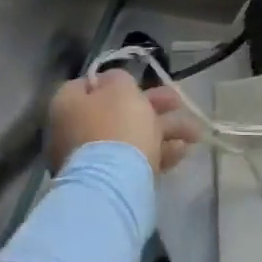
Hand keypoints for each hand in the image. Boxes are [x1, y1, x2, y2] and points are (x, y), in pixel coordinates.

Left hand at [46, 70, 197, 174]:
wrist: (113, 183)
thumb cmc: (116, 124)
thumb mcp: (121, 87)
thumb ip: (119, 78)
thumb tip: (114, 82)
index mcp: (68, 104)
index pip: (89, 84)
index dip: (117, 81)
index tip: (140, 82)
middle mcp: (73, 130)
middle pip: (116, 111)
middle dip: (154, 106)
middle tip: (179, 102)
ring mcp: (89, 158)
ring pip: (130, 136)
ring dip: (164, 130)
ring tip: (193, 133)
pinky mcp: (107, 180)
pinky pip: (133, 159)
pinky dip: (157, 152)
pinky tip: (181, 151)